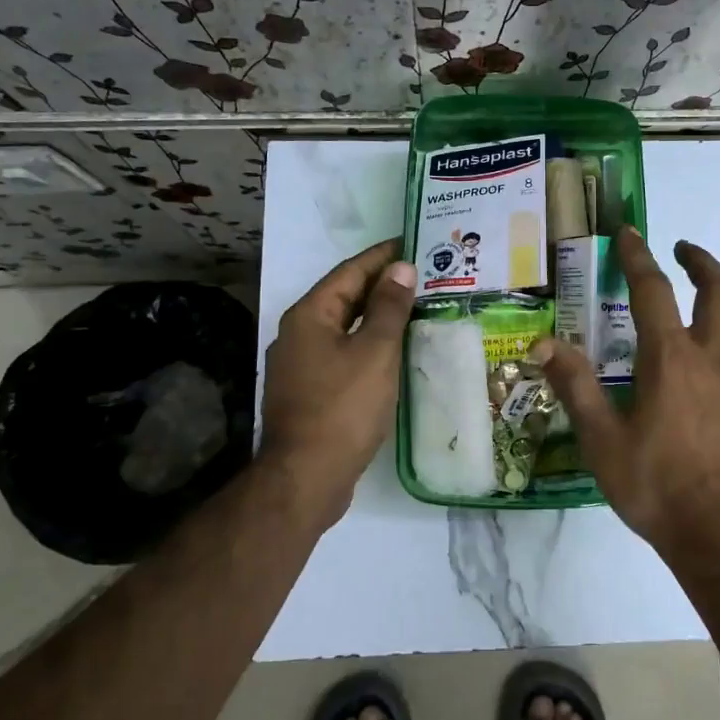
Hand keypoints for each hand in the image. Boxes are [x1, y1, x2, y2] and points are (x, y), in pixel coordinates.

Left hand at [260, 239, 416, 529]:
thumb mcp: (375, 351)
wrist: (306, 477)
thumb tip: (401, 268)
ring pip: (344, 327)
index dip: (382, 256)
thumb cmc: (343, 407)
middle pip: (344, 298)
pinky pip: (343, 353)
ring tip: (413, 307)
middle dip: (381, 285)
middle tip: (421, 275)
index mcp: (309, 315)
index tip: (412, 243)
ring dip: (377, 316)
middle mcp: (298, 334)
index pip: (349, 272)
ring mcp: (300, 365)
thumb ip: (390, 307)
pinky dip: (368, 343)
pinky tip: (392, 351)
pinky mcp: (309, 392)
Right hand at [532, 229, 719, 566]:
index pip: (652, 290)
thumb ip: (575, 386)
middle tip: (683, 251)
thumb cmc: (657, 488)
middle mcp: (716, 358)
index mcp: (672, 359)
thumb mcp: (603, 441)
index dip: (638, 256)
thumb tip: (542, 343)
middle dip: (700, 261)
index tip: (629, 232)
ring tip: (705, 314)